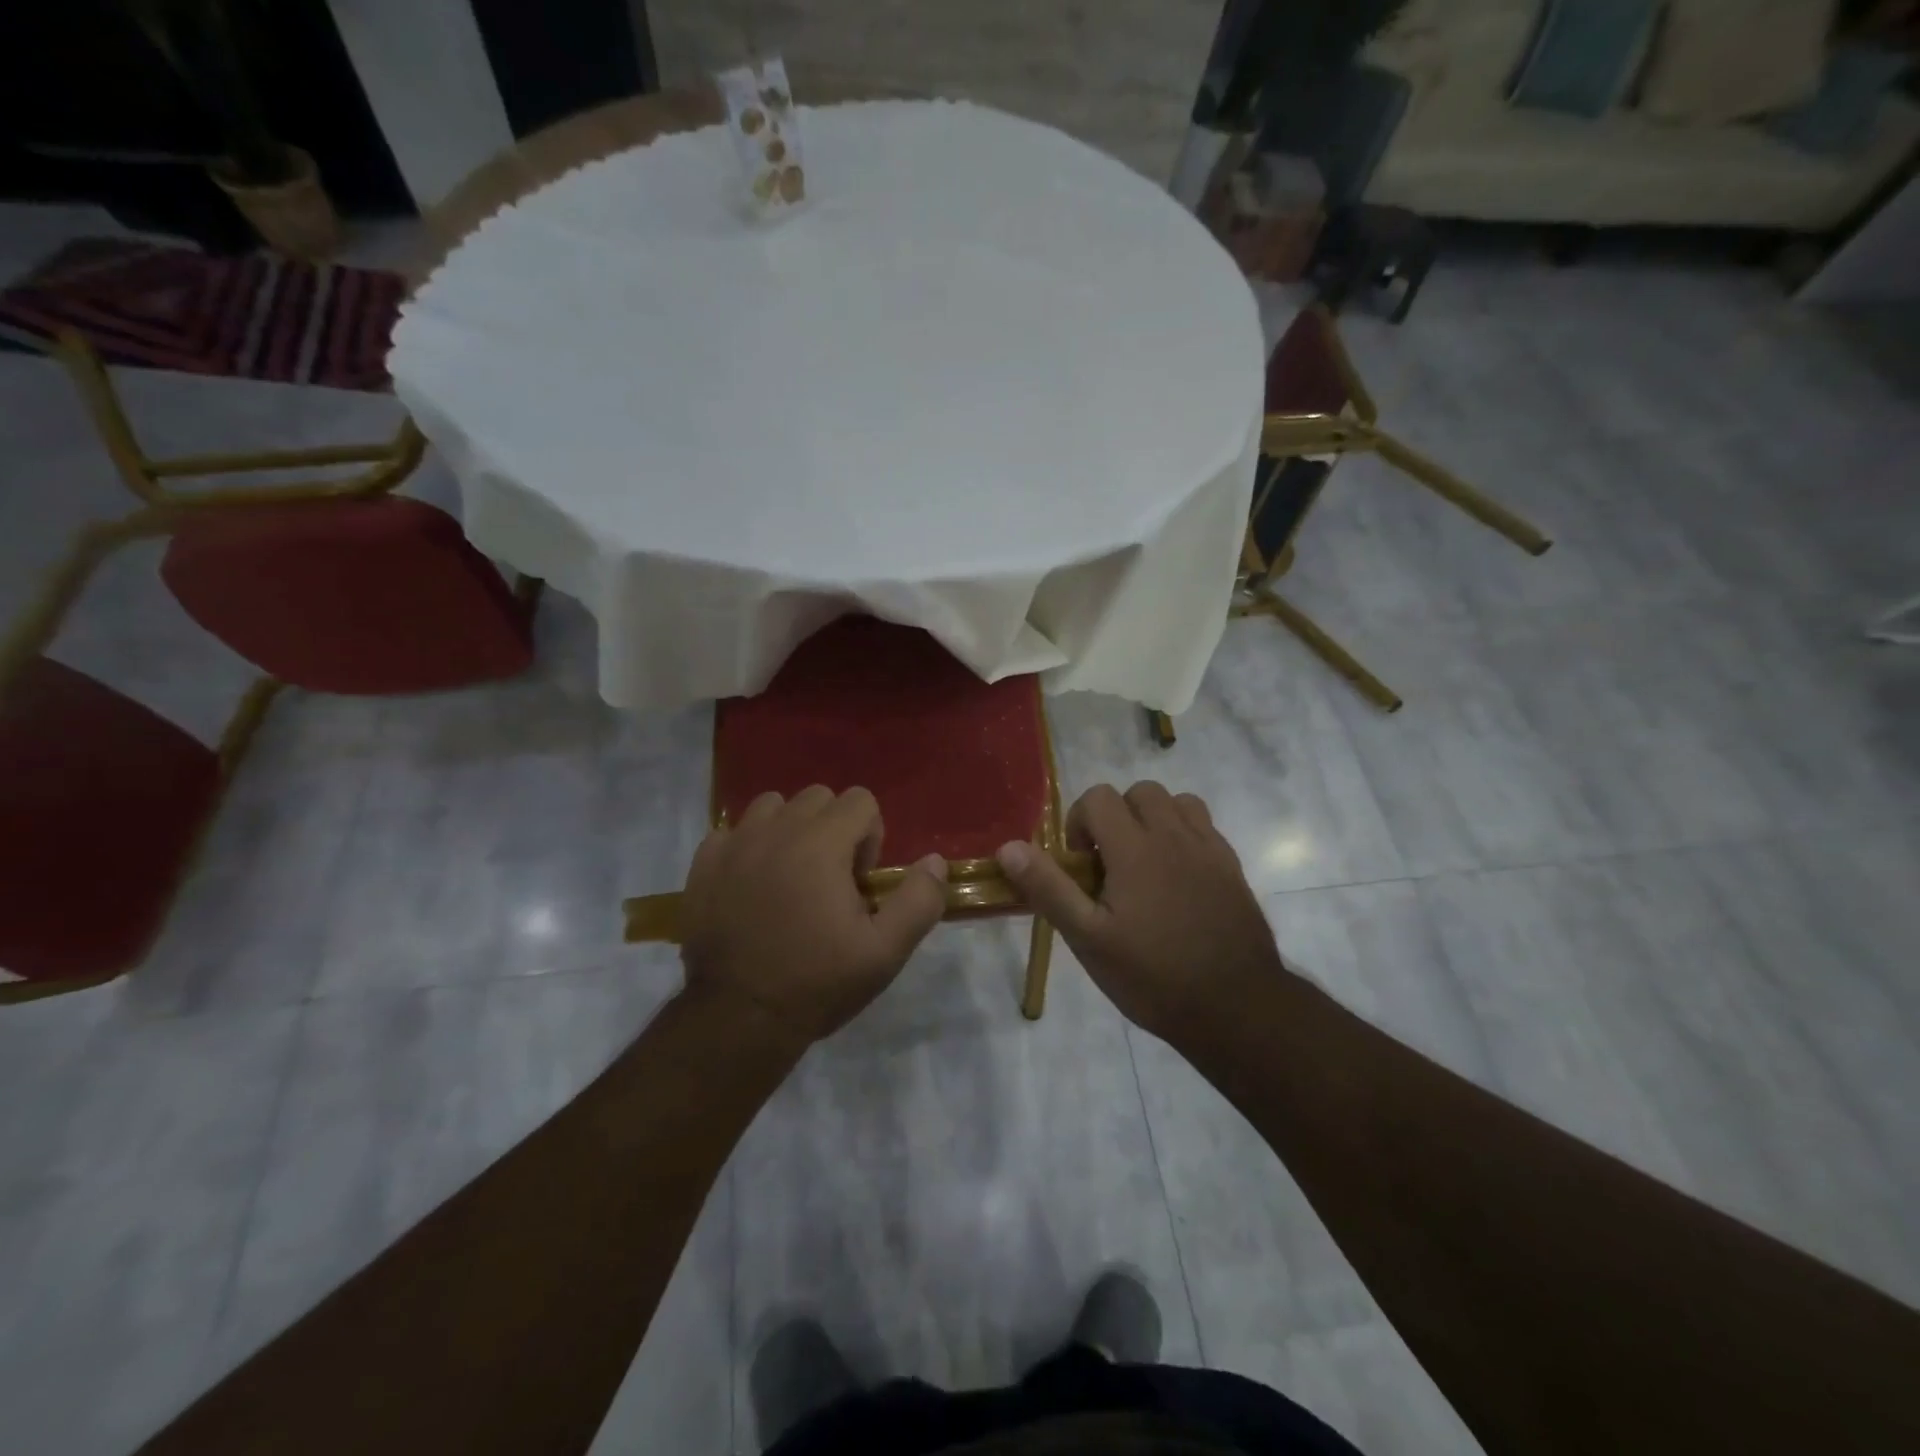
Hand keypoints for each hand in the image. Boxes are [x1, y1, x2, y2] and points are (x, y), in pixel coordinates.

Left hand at [680, 786, 947, 1047]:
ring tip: (790, 877)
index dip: (870, 837)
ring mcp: (734, 844)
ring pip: (772, 807)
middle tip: (829, 882)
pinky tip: (752, 886)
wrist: (738, 1019)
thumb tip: (935, 861)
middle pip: (817, 797)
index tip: (858, 883)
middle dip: (833, 829)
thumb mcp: (885, 952)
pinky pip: (733, 831)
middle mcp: (776, 830)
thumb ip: (919, 901)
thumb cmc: (817, 982)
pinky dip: (748, 847)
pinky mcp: (703, 863)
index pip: (859, 800)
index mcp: (821, 843)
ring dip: (789, 830)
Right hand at [996, 783, 1282, 1041]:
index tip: (1081, 866)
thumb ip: (1049, 888)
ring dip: (1153, 820)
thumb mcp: (1089, 940)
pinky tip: (1177, 878)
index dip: (1079, 822)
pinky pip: (1204, 826)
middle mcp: (1174, 836)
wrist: (1236, 1008)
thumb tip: (1008, 847)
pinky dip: (1183, 835)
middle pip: (1139, 792)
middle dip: (1116, 816)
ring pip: (1176, 802)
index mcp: (1135, 848)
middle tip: (1109, 865)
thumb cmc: (1153, 977)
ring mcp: (1209, 849)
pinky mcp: (1232, 867)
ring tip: (1144, 865)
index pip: (1098, 797)